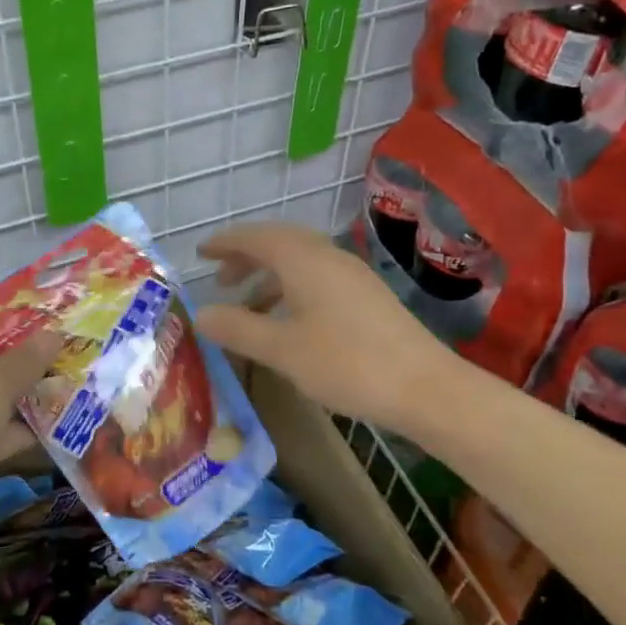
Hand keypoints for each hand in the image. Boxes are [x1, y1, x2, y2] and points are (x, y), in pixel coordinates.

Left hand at [0, 304, 63, 513]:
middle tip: (79, 341)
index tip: (52, 307)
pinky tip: (70, 419)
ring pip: (4, 387)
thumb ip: (29, 356)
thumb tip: (55, 332)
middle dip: (35, 347)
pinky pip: (6, 424)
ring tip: (84, 375)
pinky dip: (31, 424)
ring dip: (38, 386)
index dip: (13, 305)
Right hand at [194, 221, 458, 433]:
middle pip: (279, 243)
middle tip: (220, 279)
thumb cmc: (346, 363)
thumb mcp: (282, 350)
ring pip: (300, 262)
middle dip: (246, 257)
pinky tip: (288, 322)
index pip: (254, 237)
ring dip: (269, 276)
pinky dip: (292, 289)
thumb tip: (200, 314)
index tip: (200, 253)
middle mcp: (327, 256)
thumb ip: (238, 329)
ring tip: (248, 306)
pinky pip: (317, 278)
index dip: (225, 243)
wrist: (425, 387)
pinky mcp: (366, 296)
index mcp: (303, 259)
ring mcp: (351, 275)